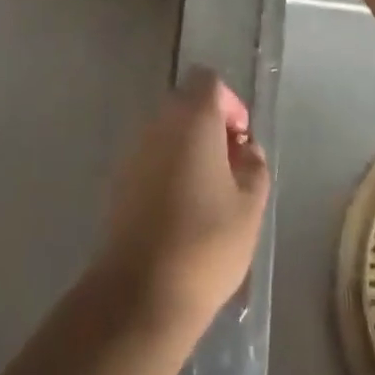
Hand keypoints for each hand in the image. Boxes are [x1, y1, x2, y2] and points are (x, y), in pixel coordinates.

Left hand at [95, 71, 269, 333]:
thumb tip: (246, 150)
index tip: (243, 139)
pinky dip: (171, 168)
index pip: (208, 82)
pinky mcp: (120, 180)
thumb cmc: (206, 243)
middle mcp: (158, 124)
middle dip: (211, 126)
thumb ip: (254, 167)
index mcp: (191, 119)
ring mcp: (134, 151)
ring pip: (168, 132)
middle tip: (233, 166)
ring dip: (190, 148)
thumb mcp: (250, 207)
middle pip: (186, 104)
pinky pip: (152, 157)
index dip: (230, 103)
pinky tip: (185, 208)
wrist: (141, 292)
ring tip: (212, 191)